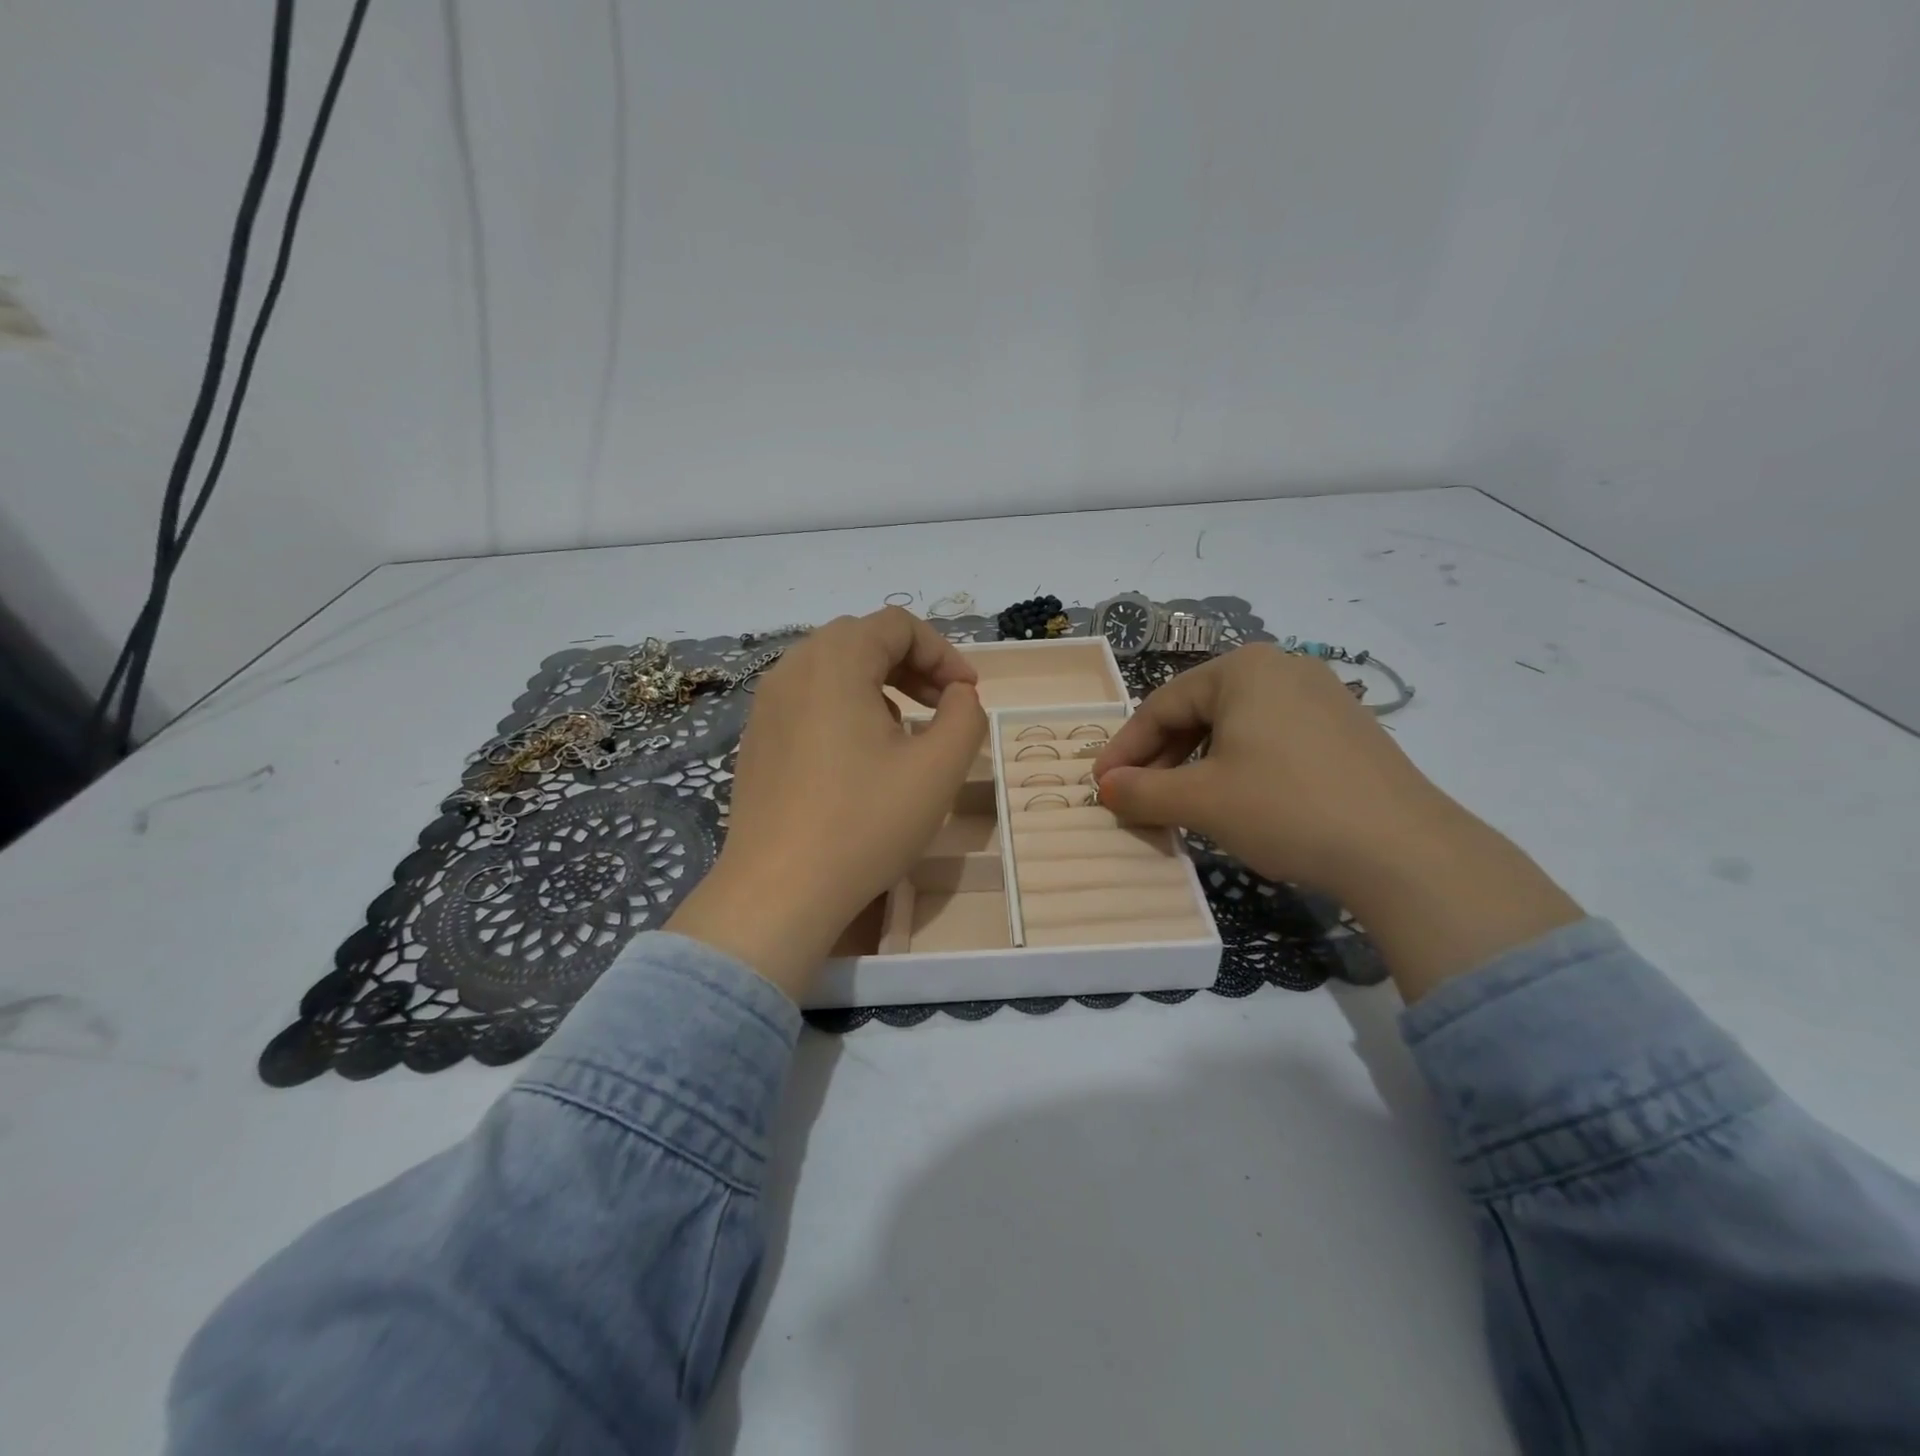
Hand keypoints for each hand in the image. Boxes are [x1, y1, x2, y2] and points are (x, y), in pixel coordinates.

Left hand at [668, 608, 986, 997]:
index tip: (968, 694)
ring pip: (832, 669)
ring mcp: (766, 705)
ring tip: (904, 731)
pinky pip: (808, 701)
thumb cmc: (864, 823)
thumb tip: (958, 695)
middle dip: (911, 665)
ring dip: (878, 685)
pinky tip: (859, 758)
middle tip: (942, 705)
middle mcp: (793, 669)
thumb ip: (965, 716)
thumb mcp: (937, 769)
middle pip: (861, 639)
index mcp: (835, 661)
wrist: (778, 891)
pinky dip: (844, 708)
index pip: (897, 625)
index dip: (943, 652)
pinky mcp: (756, 740)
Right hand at [1094, 645, 1581, 999]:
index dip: (1125, 750)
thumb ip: (1140, 792)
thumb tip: (1105, 788)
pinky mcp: (1346, 730)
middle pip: (1198, 713)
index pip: (1160, 706)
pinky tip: (1236, 801)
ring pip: (1235, 728)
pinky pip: (1271, 739)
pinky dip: (1239, 768)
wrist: (1404, 851)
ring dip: (1196, 766)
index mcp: (1241, 669)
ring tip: (1182, 804)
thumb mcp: (1200, 801)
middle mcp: (1282, 668)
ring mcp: (1321, 696)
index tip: (1101, 786)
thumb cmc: (1285, 808)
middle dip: (1161, 759)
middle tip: (1137, 798)